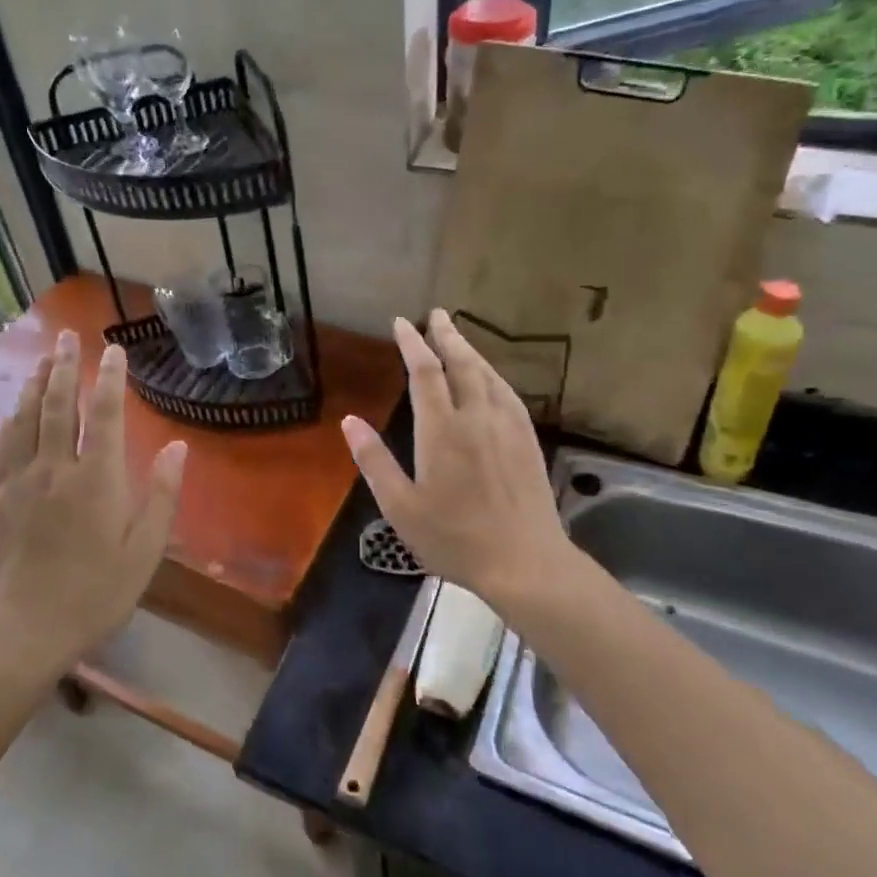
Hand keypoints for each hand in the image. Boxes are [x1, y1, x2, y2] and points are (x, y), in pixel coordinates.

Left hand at [0, 331, 187, 673]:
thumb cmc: (93, 593)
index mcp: (95, 479)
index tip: (113, 351)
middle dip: (64, 366)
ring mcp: (19, 480)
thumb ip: (160, 496)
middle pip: (58, 405)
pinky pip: (2, 445)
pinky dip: (11, 419)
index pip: (103, 415)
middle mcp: (54, 468)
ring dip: (35, 383)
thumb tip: (177, 447)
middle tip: (68, 336)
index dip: (109, 379)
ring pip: (26, 418)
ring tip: (43, 358)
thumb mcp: (143, 552)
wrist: (21, 630)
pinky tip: (14, 410)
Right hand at [341, 310, 574, 609]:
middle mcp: (476, 417)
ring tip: (457, 336)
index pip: (425, 372)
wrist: (525, 562)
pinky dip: (493, 375)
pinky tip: (490, 377)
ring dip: (470, 350)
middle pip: (461, 363)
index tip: (402, 322)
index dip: (412, 343)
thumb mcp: (401, 507)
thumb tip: (349, 421)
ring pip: (488, 375)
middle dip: (446, 335)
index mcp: (441, 430)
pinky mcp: (527, 440)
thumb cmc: (455, 538)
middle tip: (436, 314)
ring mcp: (507, 426)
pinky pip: (508, 393)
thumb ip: (374, 460)